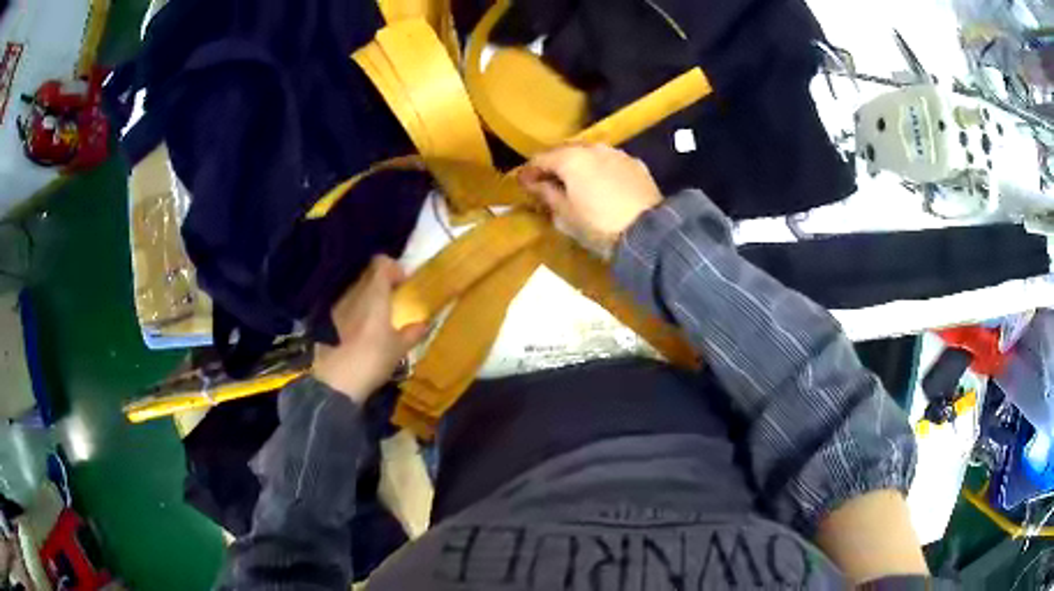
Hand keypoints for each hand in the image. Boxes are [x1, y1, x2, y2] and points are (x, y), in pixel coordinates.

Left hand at [313, 256, 427, 403]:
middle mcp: (354, 294)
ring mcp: (338, 306)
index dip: (394, 268)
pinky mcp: (328, 321)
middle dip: (382, 285)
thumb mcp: (398, 349)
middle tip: (395, 302)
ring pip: (356, 292)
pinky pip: (347, 307)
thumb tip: (424, 324)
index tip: (404, 284)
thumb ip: (412, 333)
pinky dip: (357, 312)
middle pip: (368, 276)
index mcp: (374, 294)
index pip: (381, 263)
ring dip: (369, 299)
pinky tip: (362, 333)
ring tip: (379, 320)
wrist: (336, 382)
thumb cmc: (372, 360)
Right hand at [519, 143, 662, 256]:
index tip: (522, 183)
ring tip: (576, 182)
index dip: (529, 171)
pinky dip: (601, 170)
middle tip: (547, 182)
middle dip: (555, 165)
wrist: (647, 232)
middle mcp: (593, 148)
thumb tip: (534, 184)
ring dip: (579, 165)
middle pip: (566, 151)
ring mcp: (617, 154)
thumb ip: (546, 195)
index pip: (541, 159)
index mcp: (570, 158)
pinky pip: (611, 163)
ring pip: (591, 154)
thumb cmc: (598, 225)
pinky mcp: (636, 165)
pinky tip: (602, 184)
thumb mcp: (565, 215)